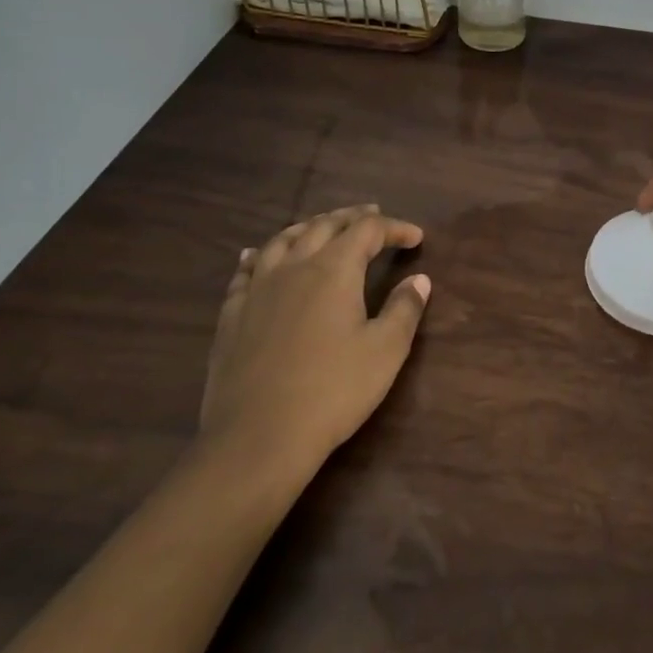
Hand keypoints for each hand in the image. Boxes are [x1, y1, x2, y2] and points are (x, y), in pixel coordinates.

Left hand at [200, 206, 429, 483]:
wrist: (258, 437)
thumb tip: (419, 279)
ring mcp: (258, 289)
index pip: (369, 231)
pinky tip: (257, 256)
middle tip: (373, 215)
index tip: (416, 237)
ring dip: (309, 226)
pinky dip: (260, 255)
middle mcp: (295, 266)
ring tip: (322, 226)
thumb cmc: (333, 390)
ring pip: (284, 240)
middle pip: (325, 225)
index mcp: (335, 269)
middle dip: (352, 217)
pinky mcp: (233, 315)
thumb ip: (404, 309)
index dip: (395, 228)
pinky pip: (246, 271)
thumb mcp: (385, 350)